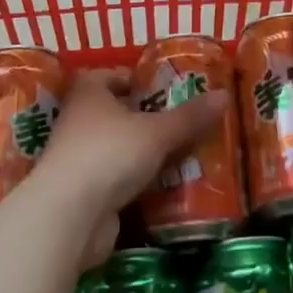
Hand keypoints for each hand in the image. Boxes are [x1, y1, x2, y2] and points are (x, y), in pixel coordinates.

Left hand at [31, 68, 227, 267]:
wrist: (69, 216)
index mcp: (89, 93)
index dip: (135, 79)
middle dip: (145, 119)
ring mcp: (77, 160)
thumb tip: (224, 95)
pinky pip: (115, 181)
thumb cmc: (109, 153)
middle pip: (115, 113)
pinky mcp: (82, 195)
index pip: (110, 76)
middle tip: (181, 123)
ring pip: (116, 149)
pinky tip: (163, 188)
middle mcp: (78, 121)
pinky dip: (135, 183)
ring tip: (181, 155)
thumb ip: (190, 117)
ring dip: (142, 154)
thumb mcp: (157, 132)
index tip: (164, 89)